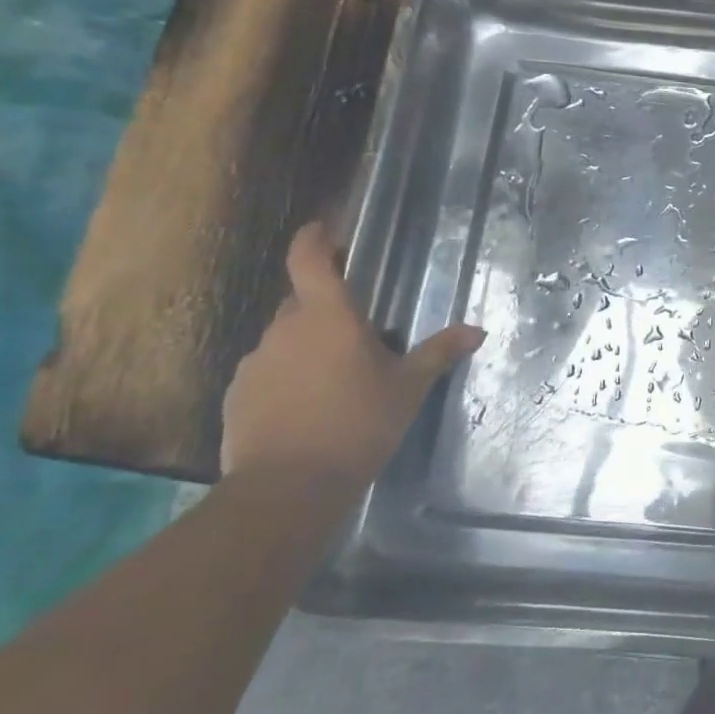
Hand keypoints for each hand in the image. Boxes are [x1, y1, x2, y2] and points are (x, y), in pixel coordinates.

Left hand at [220, 223, 484, 487]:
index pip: (309, 260)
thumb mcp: (409, 387)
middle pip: (301, 302)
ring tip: (336, 376)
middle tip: (358, 328)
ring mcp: (255, 363)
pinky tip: (309, 405)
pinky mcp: (238, 395)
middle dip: (325, 306)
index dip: (314, 238)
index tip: (323, 228)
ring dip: (308, 345)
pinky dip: (288, 376)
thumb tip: (476, 330)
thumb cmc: (359, 423)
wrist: (288, 486)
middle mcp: (285, 330)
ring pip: (285, 339)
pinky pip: (269, 371)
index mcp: (328, 318)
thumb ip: (439, 352)